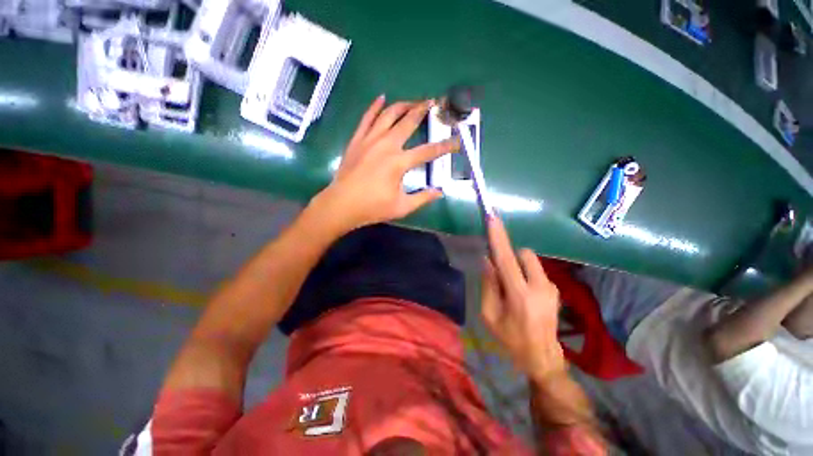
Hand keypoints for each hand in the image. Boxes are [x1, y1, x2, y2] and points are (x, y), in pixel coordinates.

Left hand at [312, 96, 459, 234]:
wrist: (341, 204)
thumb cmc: (372, 207)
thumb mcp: (401, 207)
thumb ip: (422, 198)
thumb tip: (439, 192)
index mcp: (399, 163)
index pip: (428, 151)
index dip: (445, 146)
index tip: (457, 141)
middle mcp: (386, 145)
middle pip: (408, 122)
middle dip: (423, 110)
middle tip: (434, 102)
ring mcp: (370, 140)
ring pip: (389, 114)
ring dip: (403, 105)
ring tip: (414, 101)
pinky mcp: (357, 140)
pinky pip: (367, 118)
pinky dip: (375, 106)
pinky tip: (382, 98)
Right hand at [481, 216, 565, 380]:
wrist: (542, 357)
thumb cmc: (510, 338)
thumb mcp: (489, 315)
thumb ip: (488, 285)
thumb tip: (487, 260)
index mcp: (520, 295)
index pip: (506, 259)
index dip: (498, 238)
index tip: (493, 218)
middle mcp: (540, 287)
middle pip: (523, 254)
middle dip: (509, 256)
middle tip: (500, 273)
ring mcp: (551, 287)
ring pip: (530, 260)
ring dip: (517, 266)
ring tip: (512, 287)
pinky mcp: (555, 289)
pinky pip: (535, 270)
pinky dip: (524, 273)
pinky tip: (522, 293)